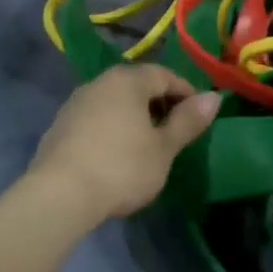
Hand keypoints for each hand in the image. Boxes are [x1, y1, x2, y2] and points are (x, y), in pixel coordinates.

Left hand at [28, 66, 221, 219]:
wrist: (58, 196)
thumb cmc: (121, 167)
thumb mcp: (163, 148)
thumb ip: (188, 121)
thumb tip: (214, 96)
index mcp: (128, 80)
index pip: (165, 75)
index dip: (187, 93)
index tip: (199, 118)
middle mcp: (100, 82)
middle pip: (138, 85)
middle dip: (160, 104)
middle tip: (176, 132)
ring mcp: (75, 103)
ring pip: (115, 102)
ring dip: (135, 117)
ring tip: (148, 145)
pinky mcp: (59, 126)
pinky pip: (96, 118)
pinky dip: (113, 128)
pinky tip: (117, 155)